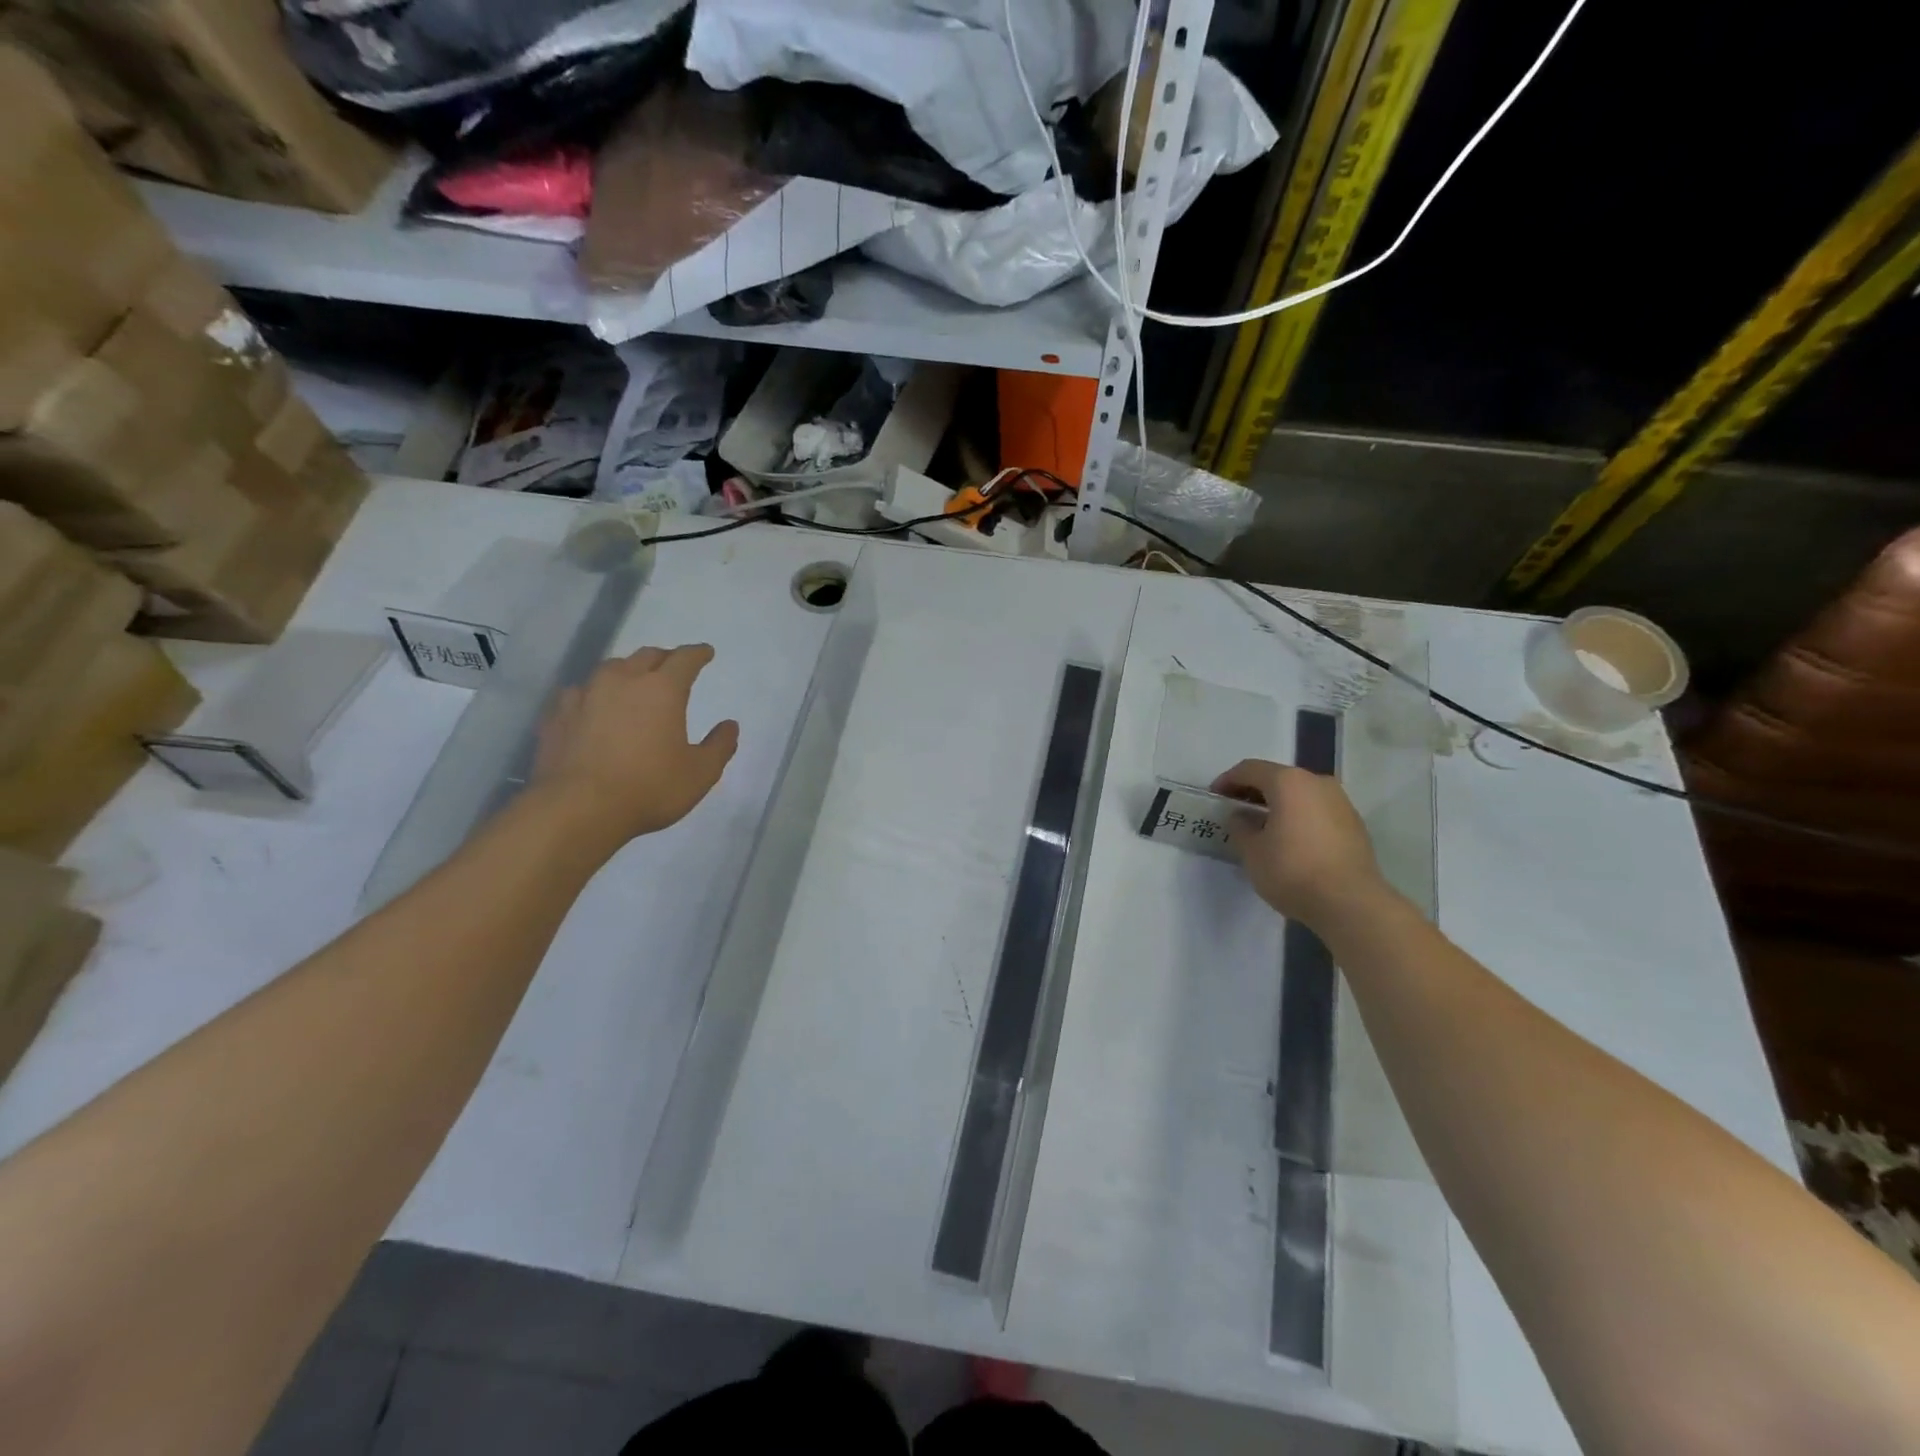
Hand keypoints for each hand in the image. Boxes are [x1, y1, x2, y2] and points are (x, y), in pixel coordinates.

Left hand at [532, 644, 738, 848]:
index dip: (698, 654)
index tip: (706, 652)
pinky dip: (592, 695)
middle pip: (646, 656)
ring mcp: (585, 695)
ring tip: (632, 683)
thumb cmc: (649, 788)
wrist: (577, 809)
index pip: (685, 659)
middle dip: (664, 658)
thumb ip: (719, 746)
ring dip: (626, 671)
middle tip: (672, 667)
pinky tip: (592, 707)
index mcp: (662, 690)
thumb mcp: (700, 773)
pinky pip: (578, 693)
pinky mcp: (557, 715)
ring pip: (610, 669)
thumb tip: (730, 725)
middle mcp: (623, 681)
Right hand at [1212, 759, 1392, 930]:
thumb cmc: (1292, 870)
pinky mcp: (1354, 824)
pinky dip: (1299, 816)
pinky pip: (1317, 810)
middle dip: (1254, 791)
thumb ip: (1240, 826)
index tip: (1215, 797)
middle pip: (1278, 778)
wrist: (1350, 902)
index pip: (1250, 769)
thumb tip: (1242, 816)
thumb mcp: (1251, 851)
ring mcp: (1341, 802)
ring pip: (1300, 794)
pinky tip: (1290, 839)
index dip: (1228, 780)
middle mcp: (1317, 783)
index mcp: (1288, 782)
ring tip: (1262, 826)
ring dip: (1278, 804)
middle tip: (1236, 810)